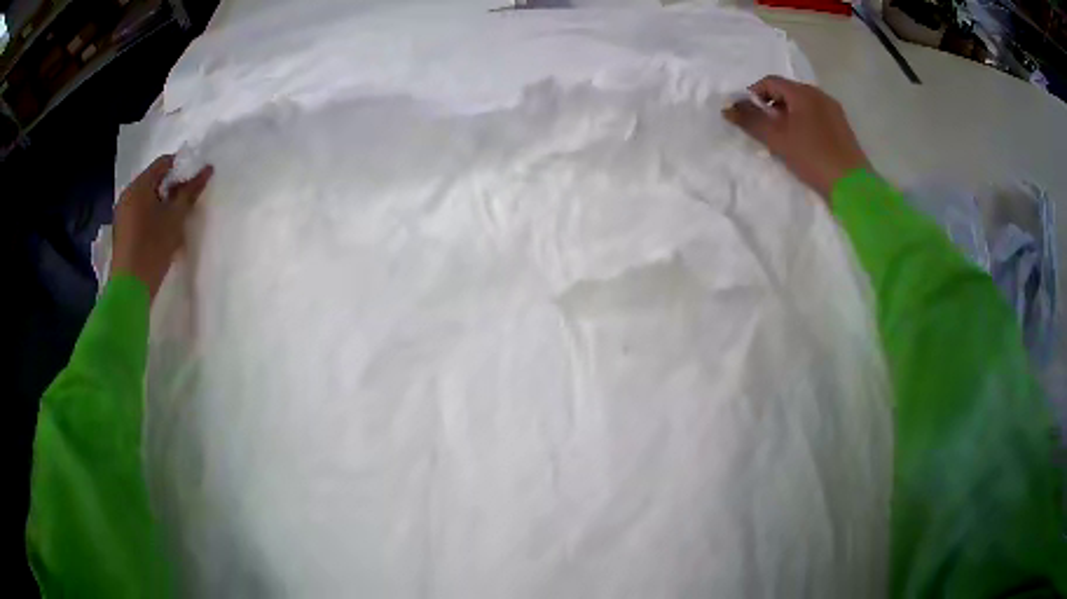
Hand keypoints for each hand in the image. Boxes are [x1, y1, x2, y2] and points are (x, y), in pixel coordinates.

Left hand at [111, 155, 213, 300]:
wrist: (130, 290)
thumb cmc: (152, 248)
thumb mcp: (175, 218)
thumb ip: (190, 191)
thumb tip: (207, 169)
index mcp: (138, 186)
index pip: (164, 163)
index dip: (182, 168)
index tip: (194, 182)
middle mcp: (127, 195)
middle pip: (154, 180)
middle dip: (172, 188)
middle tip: (187, 202)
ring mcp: (122, 214)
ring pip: (147, 199)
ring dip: (163, 204)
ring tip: (176, 220)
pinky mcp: (122, 232)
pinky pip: (140, 214)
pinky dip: (153, 217)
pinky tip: (162, 233)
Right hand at [723, 76, 869, 199]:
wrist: (852, 186)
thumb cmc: (813, 157)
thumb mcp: (777, 139)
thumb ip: (751, 121)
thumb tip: (727, 108)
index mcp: (803, 92)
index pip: (770, 82)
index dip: (753, 95)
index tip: (747, 116)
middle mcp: (819, 95)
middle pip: (787, 92)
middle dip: (771, 107)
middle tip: (763, 130)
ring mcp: (833, 111)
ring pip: (801, 105)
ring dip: (786, 117)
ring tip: (781, 140)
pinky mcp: (842, 128)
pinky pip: (815, 117)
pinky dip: (802, 124)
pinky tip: (801, 145)